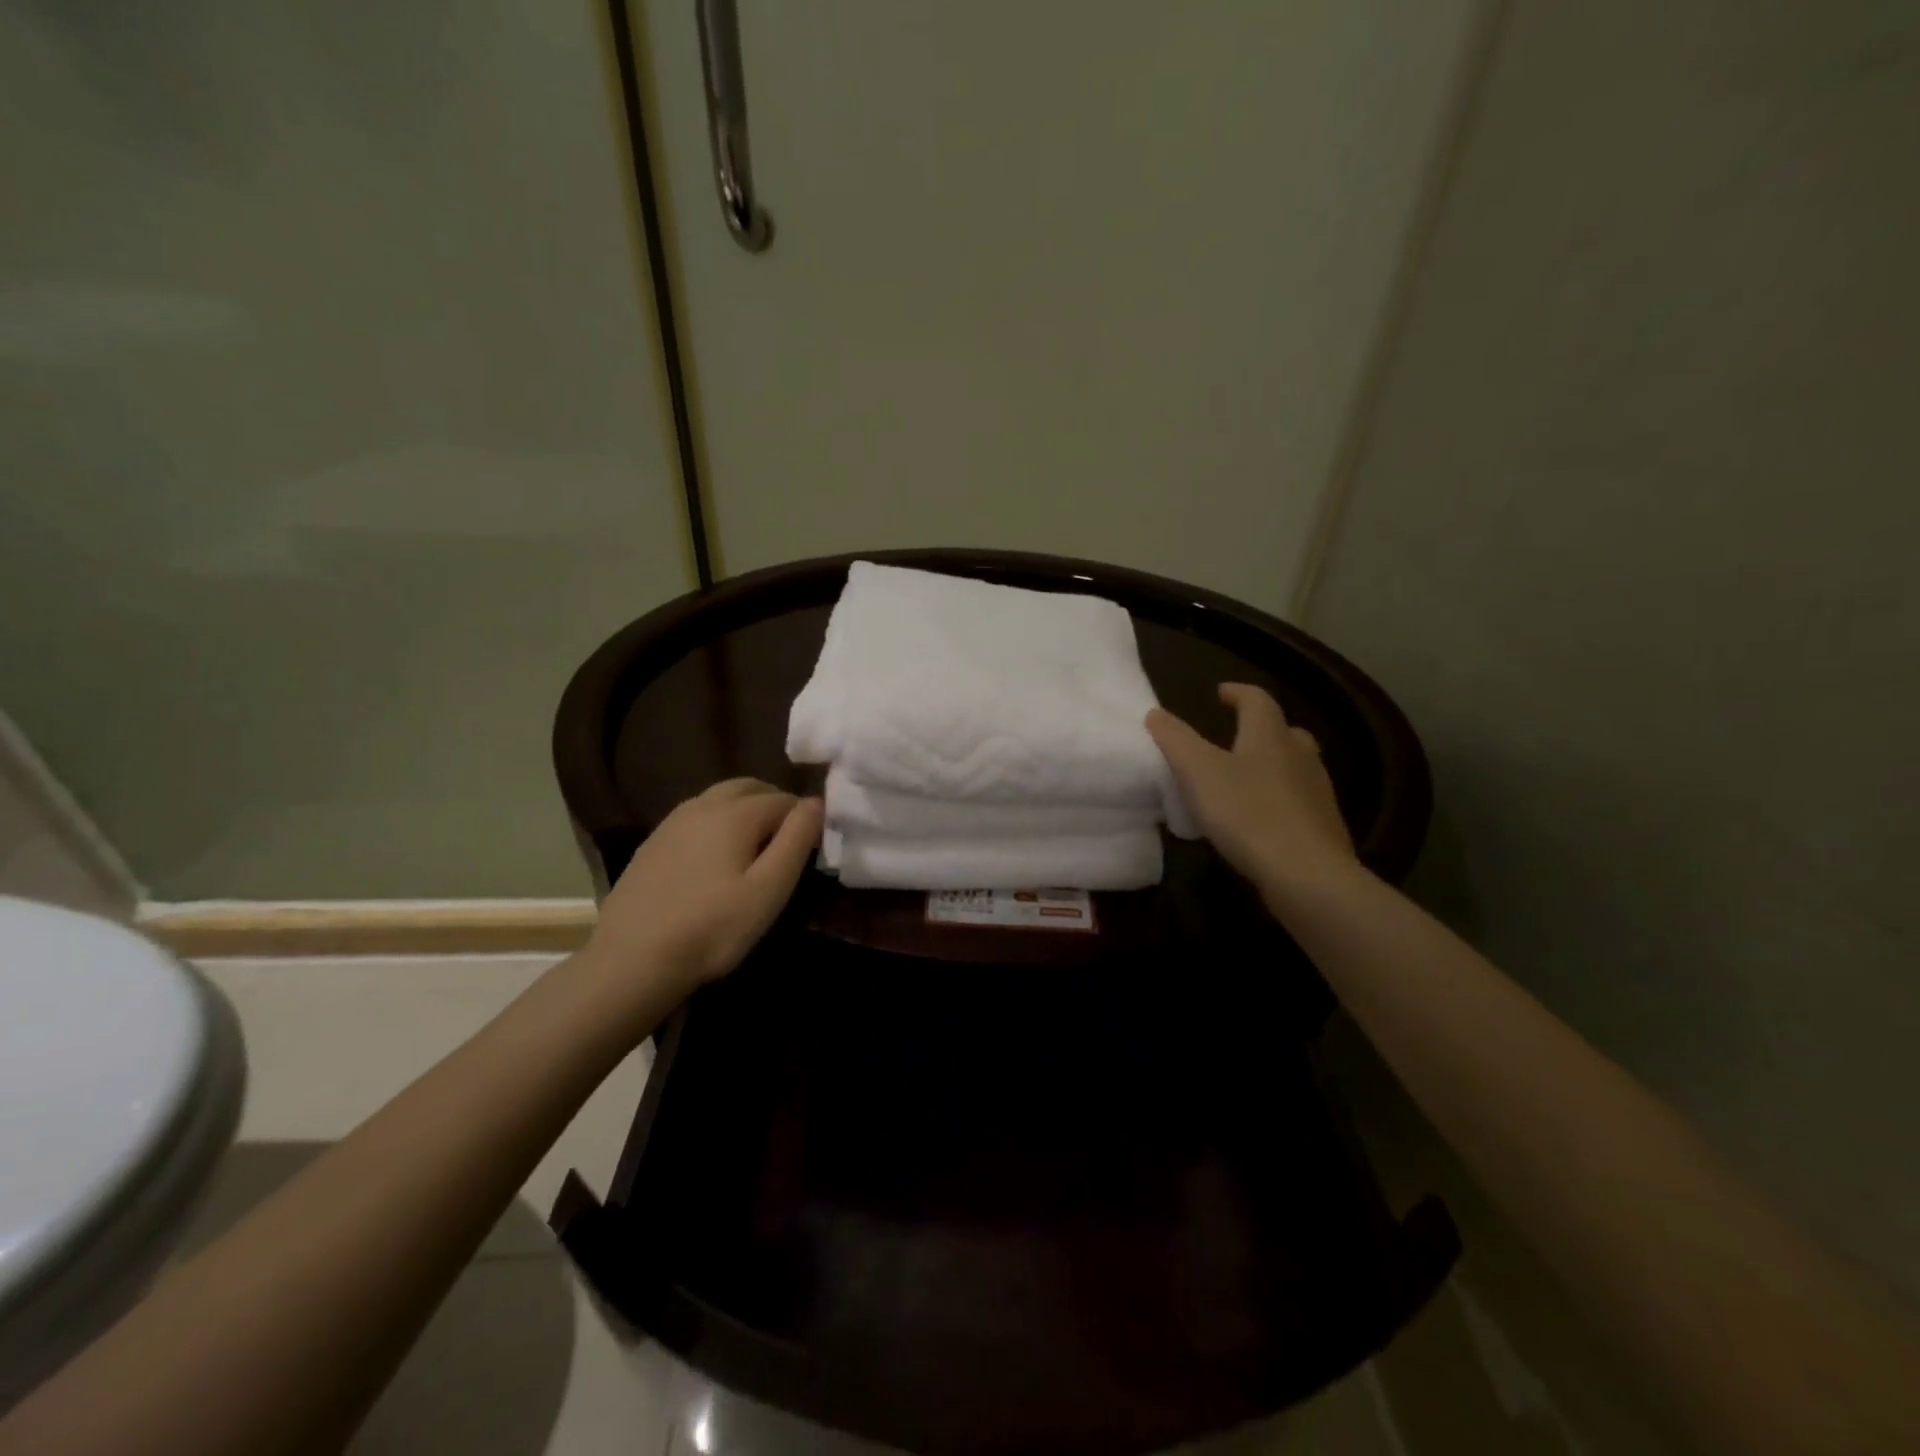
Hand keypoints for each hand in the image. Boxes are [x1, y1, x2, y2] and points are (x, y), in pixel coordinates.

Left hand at [587, 779, 822, 996]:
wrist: (631, 960)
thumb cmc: (713, 928)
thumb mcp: (769, 889)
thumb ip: (797, 839)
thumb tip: (816, 801)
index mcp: (735, 812)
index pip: (784, 799)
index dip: (804, 820)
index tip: (812, 850)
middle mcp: (702, 804)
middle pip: (749, 788)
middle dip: (774, 805)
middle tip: (786, 844)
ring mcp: (672, 822)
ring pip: (719, 799)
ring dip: (744, 811)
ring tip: (754, 851)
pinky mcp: (652, 843)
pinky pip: (695, 818)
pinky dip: (716, 825)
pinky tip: (714, 861)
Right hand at [1146, 684, 1355, 901]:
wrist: (1306, 874)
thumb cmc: (1247, 813)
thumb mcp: (1197, 772)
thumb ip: (1175, 740)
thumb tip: (1155, 713)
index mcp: (1270, 736)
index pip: (1257, 700)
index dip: (1238, 693)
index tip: (1221, 692)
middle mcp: (1300, 756)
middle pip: (1284, 731)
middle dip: (1261, 729)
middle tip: (1238, 736)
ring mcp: (1317, 792)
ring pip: (1296, 766)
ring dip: (1273, 765)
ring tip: (1246, 778)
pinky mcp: (1323, 827)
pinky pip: (1299, 801)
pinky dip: (1280, 800)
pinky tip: (1262, 819)